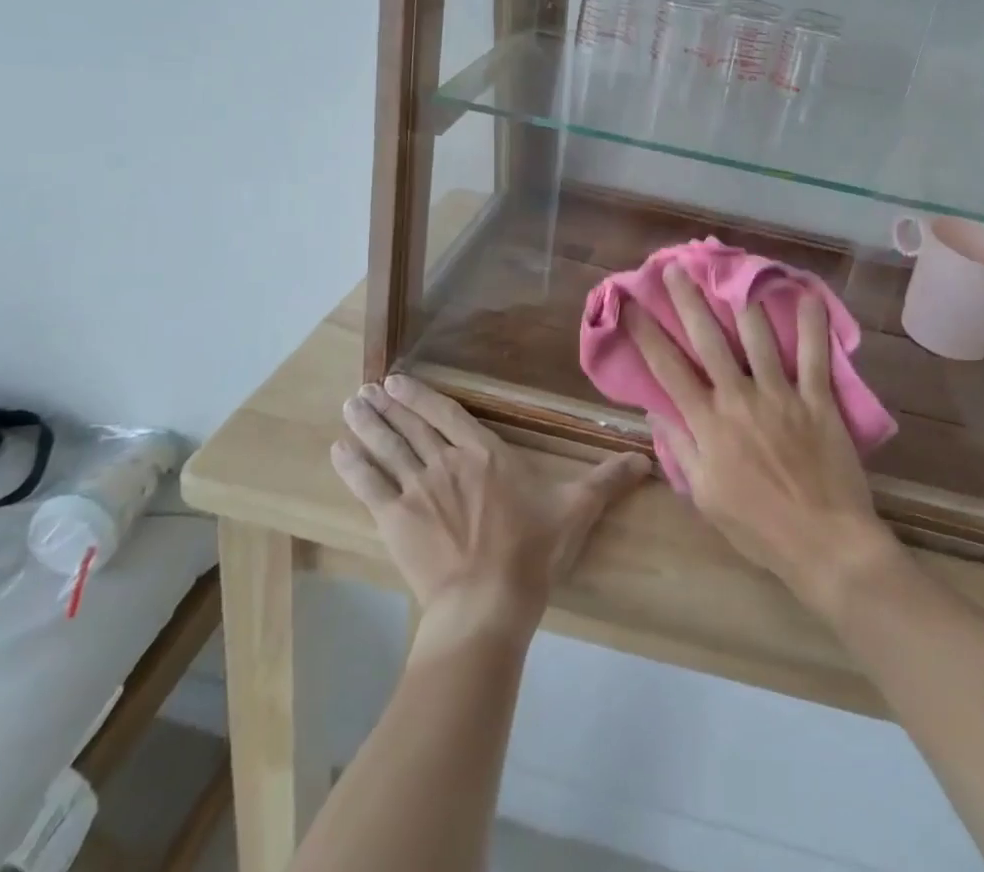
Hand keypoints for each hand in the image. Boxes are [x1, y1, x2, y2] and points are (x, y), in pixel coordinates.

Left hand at [333, 374, 649, 644]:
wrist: (487, 602)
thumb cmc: (532, 551)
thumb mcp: (575, 510)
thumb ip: (607, 480)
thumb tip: (646, 458)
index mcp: (485, 454)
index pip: (447, 414)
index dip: (421, 396)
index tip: (397, 380)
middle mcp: (446, 462)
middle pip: (411, 427)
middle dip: (386, 406)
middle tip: (363, 389)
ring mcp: (418, 489)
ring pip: (387, 448)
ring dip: (367, 425)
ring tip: (349, 406)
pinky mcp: (395, 520)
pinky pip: (369, 486)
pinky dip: (353, 466)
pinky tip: (338, 450)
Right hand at [623, 267, 899, 615]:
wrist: (824, 545)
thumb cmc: (758, 528)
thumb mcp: (705, 496)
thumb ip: (680, 448)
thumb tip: (656, 410)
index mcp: (707, 424)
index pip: (667, 369)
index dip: (645, 333)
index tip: (629, 304)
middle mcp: (739, 398)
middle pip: (707, 340)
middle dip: (688, 301)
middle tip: (674, 269)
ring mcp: (780, 395)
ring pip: (757, 336)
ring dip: (741, 301)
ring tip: (732, 272)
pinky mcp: (817, 399)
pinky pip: (814, 354)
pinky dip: (811, 324)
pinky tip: (807, 295)